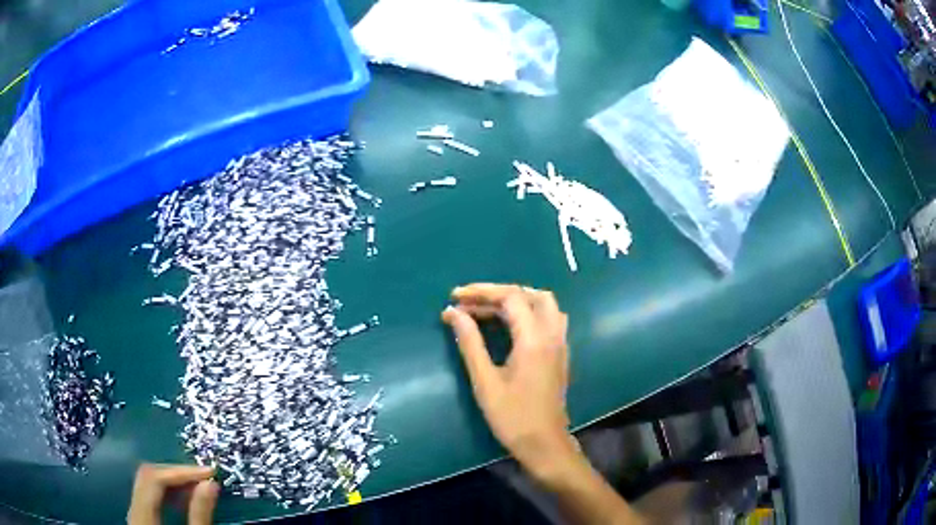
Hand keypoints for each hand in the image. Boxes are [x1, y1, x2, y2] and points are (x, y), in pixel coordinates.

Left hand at [127, 463, 218, 524]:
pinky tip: (183, 502)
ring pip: (147, 485)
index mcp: (142, 517)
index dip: (181, 471)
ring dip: (172, 483)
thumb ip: (200, 515)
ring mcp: (135, 515)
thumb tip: (209, 484)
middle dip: (176, 474)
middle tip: (203, 478)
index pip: (154, 479)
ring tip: (197, 489)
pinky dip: (167, 495)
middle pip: (147, 476)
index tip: (208, 474)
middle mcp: (134, 510)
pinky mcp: (141, 520)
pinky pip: (149, 497)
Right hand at [442, 284, 578, 481]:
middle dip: (497, 293)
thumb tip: (454, 313)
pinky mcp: (560, 354)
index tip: (455, 297)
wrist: (544, 444)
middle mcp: (552, 334)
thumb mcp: (485, 381)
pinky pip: (548, 318)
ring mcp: (560, 343)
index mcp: (534, 339)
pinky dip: (527, 312)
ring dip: (516, 300)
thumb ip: (471, 343)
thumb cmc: (512, 417)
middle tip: (469, 303)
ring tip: (487, 309)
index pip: (510, 297)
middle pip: (529, 295)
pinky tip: (509, 325)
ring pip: (544, 304)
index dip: (481, 292)